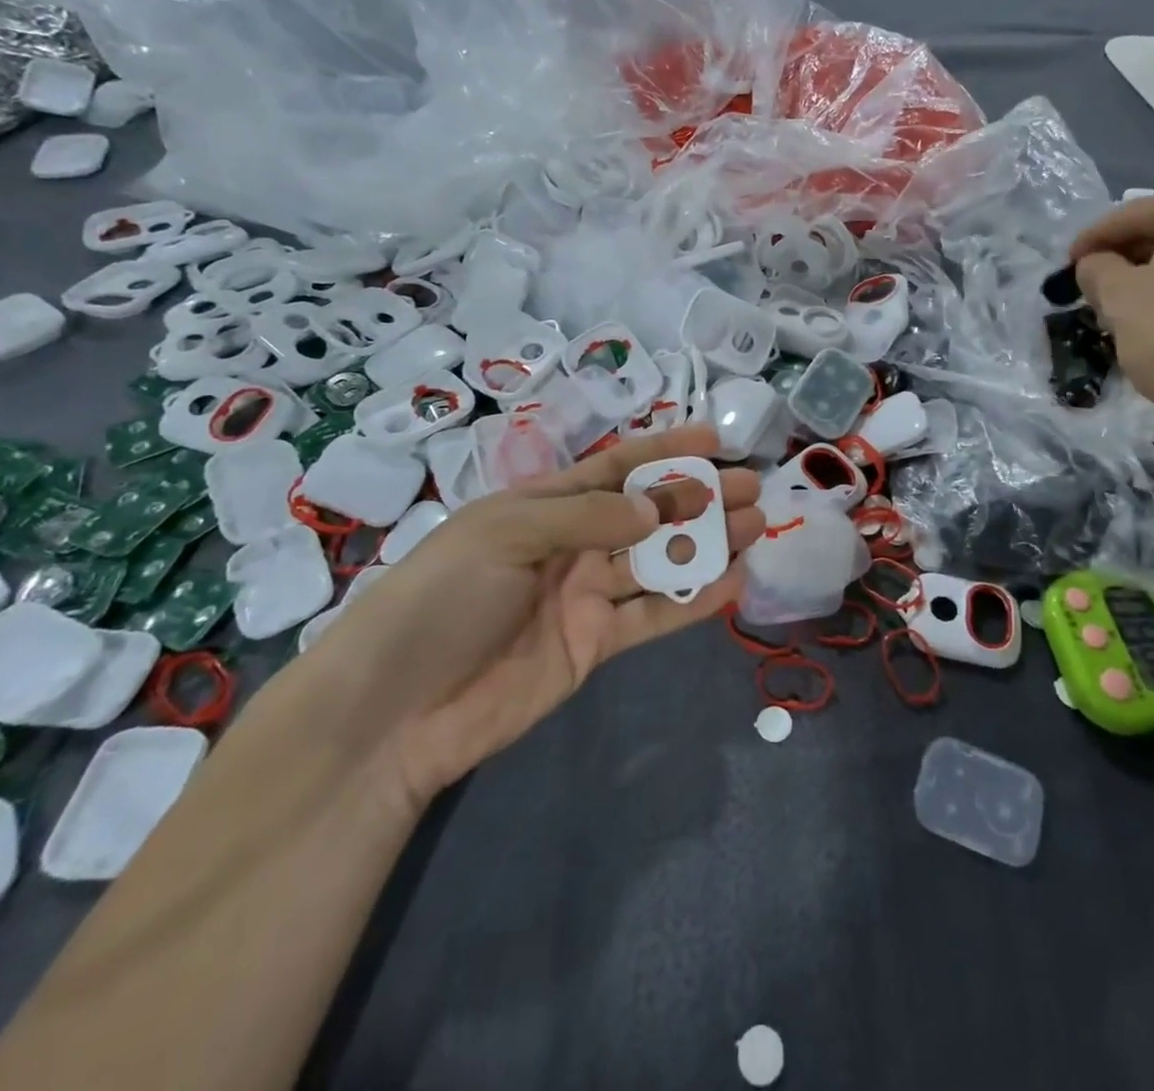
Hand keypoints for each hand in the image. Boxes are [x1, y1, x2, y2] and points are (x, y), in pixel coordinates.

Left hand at [312, 425, 762, 814]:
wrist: (397, 711)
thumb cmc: (443, 599)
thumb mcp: (506, 535)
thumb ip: (587, 516)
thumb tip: (659, 507)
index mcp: (541, 505)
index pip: (614, 467)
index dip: (663, 451)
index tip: (713, 442)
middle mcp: (569, 543)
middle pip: (647, 512)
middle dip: (698, 498)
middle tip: (752, 486)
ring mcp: (584, 595)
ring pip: (657, 561)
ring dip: (706, 543)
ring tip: (755, 525)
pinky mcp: (593, 644)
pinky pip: (652, 615)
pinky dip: (693, 599)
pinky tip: (732, 580)